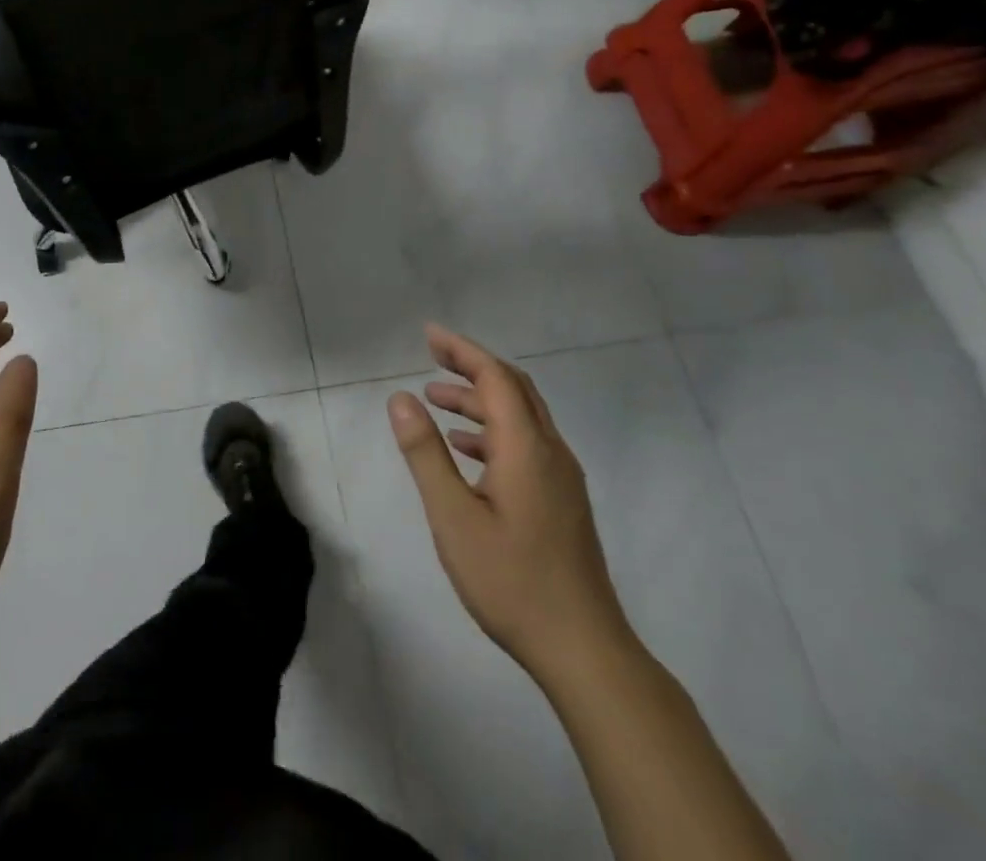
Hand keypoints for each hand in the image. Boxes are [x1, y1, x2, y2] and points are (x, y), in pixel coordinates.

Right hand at [387, 324, 629, 681]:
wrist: (584, 650)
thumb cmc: (511, 581)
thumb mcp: (453, 517)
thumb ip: (426, 453)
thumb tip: (401, 398)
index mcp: (526, 448)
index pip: (495, 377)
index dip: (462, 350)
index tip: (428, 334)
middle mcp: (550, 452)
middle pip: (513, 389)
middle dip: (472, 366)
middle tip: (430, 357)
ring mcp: (561, 478)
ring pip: (520, 417)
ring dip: (479, 400)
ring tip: (435, 401)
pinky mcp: (562, 500)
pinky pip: (526, 443)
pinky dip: (492, 430)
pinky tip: (465, 450)